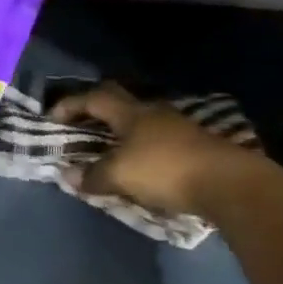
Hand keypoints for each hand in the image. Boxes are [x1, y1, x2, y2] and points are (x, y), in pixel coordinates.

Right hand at [48, 83, 255, 215]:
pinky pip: (158, 140)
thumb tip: (68, 176)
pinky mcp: (195, 146)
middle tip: (80, 126)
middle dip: (97, 112)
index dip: (71, 105)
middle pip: (119, 104)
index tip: (53, 117)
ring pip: (141, 122)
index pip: (94, 99)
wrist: (229, 184)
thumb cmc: (165, 170)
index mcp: (131, 113)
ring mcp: (178, 128)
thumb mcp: (119, 176)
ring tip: (108, 150)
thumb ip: (92, 176)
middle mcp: (154, 113)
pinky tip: (139, 165)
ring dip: (121, 132)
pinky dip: (141, 148)